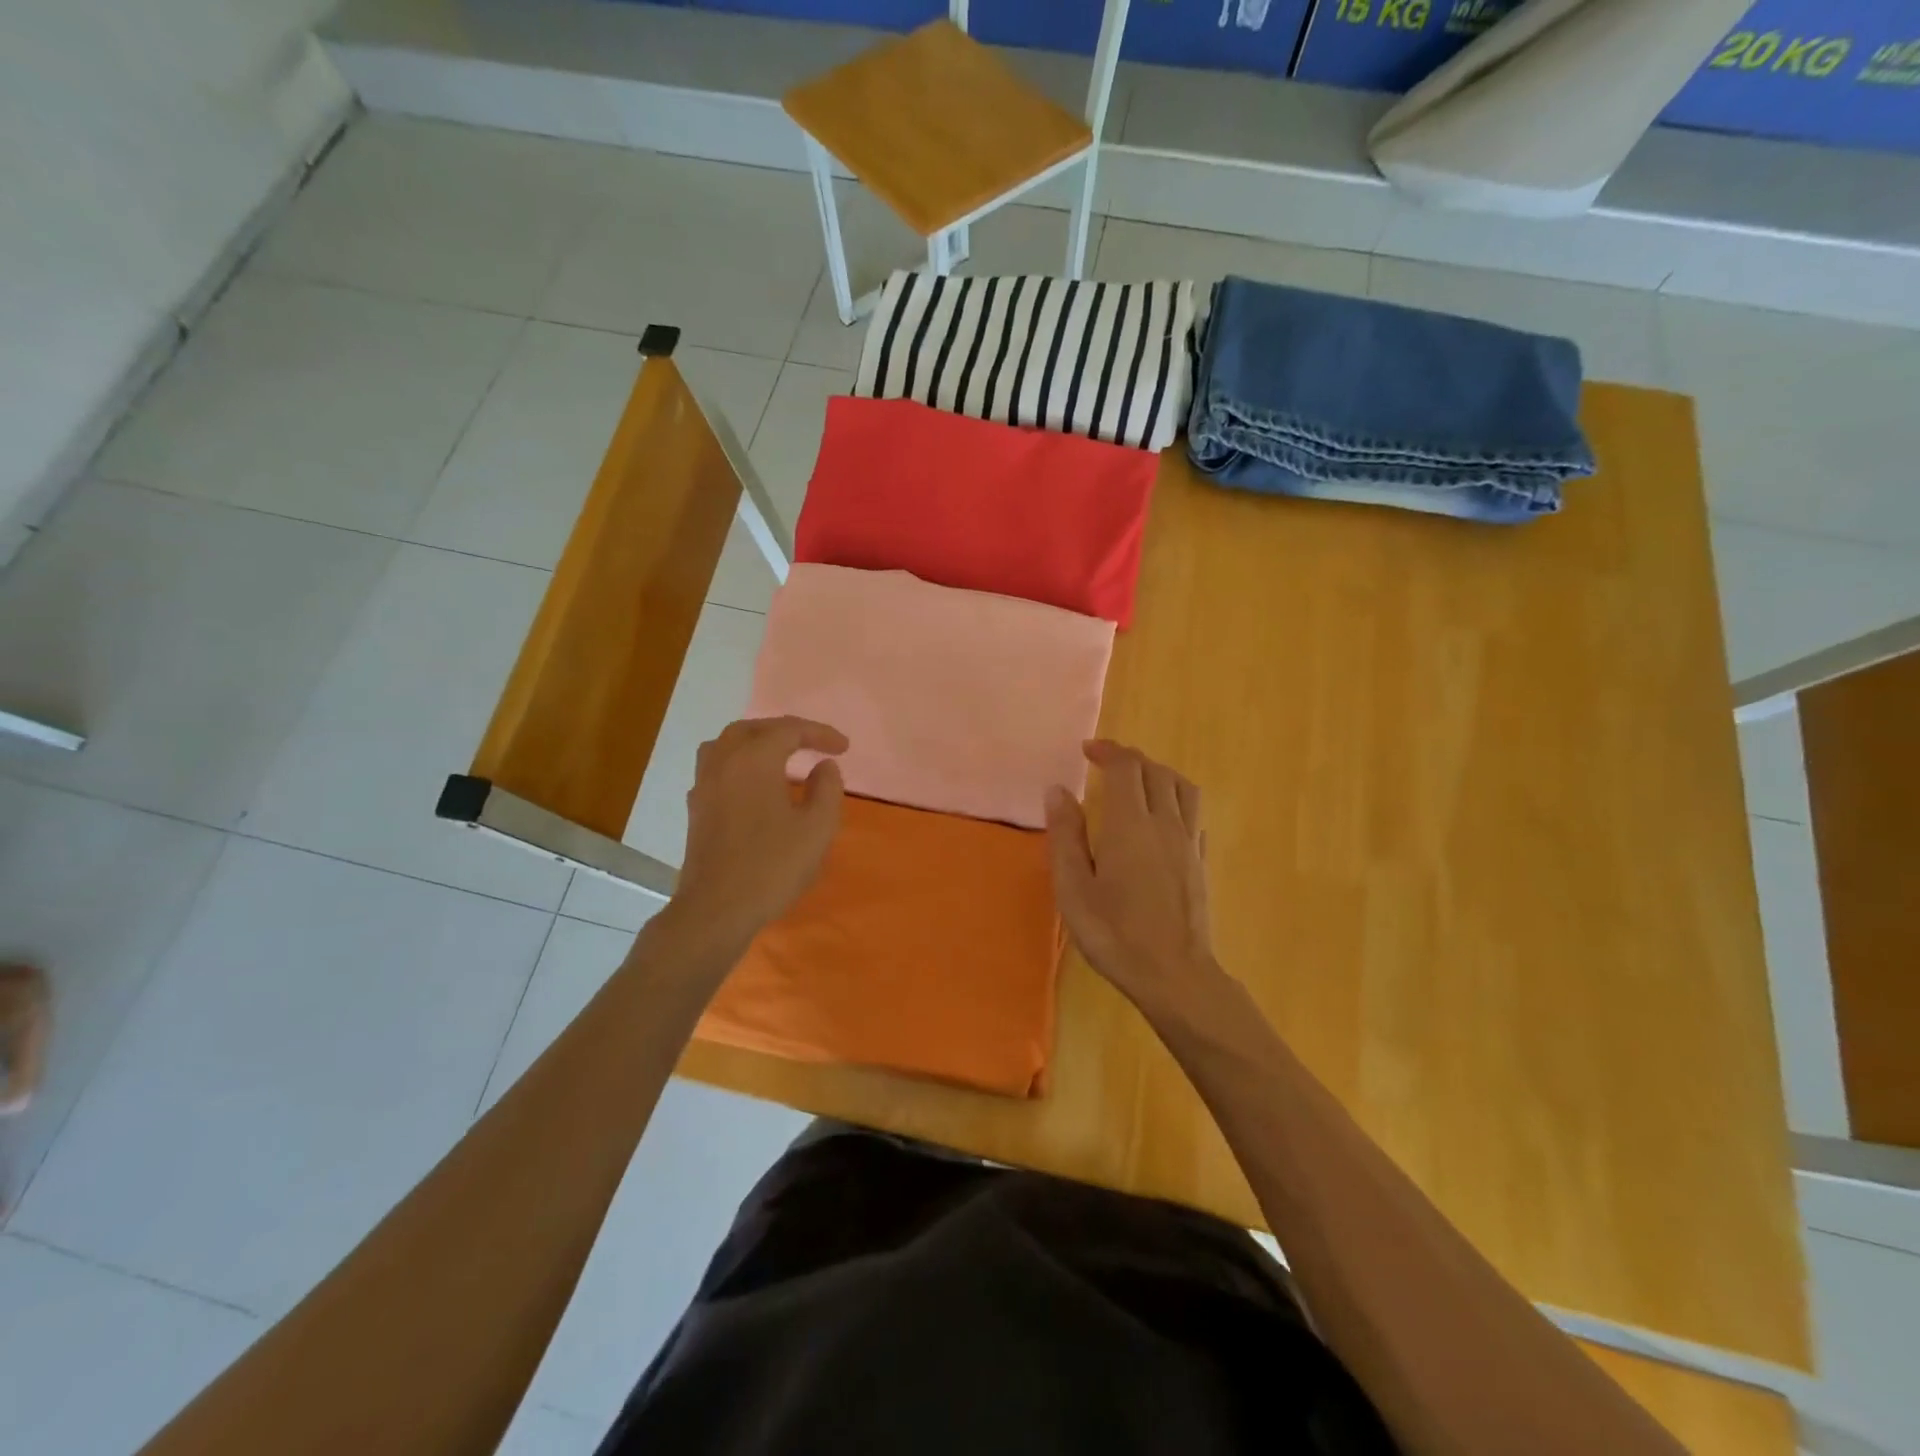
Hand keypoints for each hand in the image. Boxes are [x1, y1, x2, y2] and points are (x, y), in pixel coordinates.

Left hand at [669, 716, 846, 955]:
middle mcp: (724, 762)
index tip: (844, 748)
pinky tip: (753, 786)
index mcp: (754, 759)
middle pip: (754, 729)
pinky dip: (739, 763)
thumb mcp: (817, 828)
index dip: (819, 734)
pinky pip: (717, 767)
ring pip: (727, 744)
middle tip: (812, 744)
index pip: (790, 730)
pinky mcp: (696, 808)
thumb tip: (824, 766)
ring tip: (779, 756)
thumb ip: (827, 789)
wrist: (717, 909)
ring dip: (756, 742)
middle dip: (786, 731)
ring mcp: (704, 785)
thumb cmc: (772, 866)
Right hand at [1045, 741, 1218, 1010]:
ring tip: (1136, 780)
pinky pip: (1193, 812)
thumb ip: (1066, 835)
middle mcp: (1164, 823)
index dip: (1107, 751)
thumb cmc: (1115, 933)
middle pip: (1155, 771)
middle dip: (1129, 758)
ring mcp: (1188, 841)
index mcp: (1130, 824)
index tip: (1087, 750)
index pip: (1126, 767)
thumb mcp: (1074, 888)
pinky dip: (1176, 798)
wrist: (1175, 975)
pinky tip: (1162, 816)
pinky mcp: (1200, 861)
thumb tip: (1057, 790)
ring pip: (1181, 787)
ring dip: (1158, 773)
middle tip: (1104, 762)